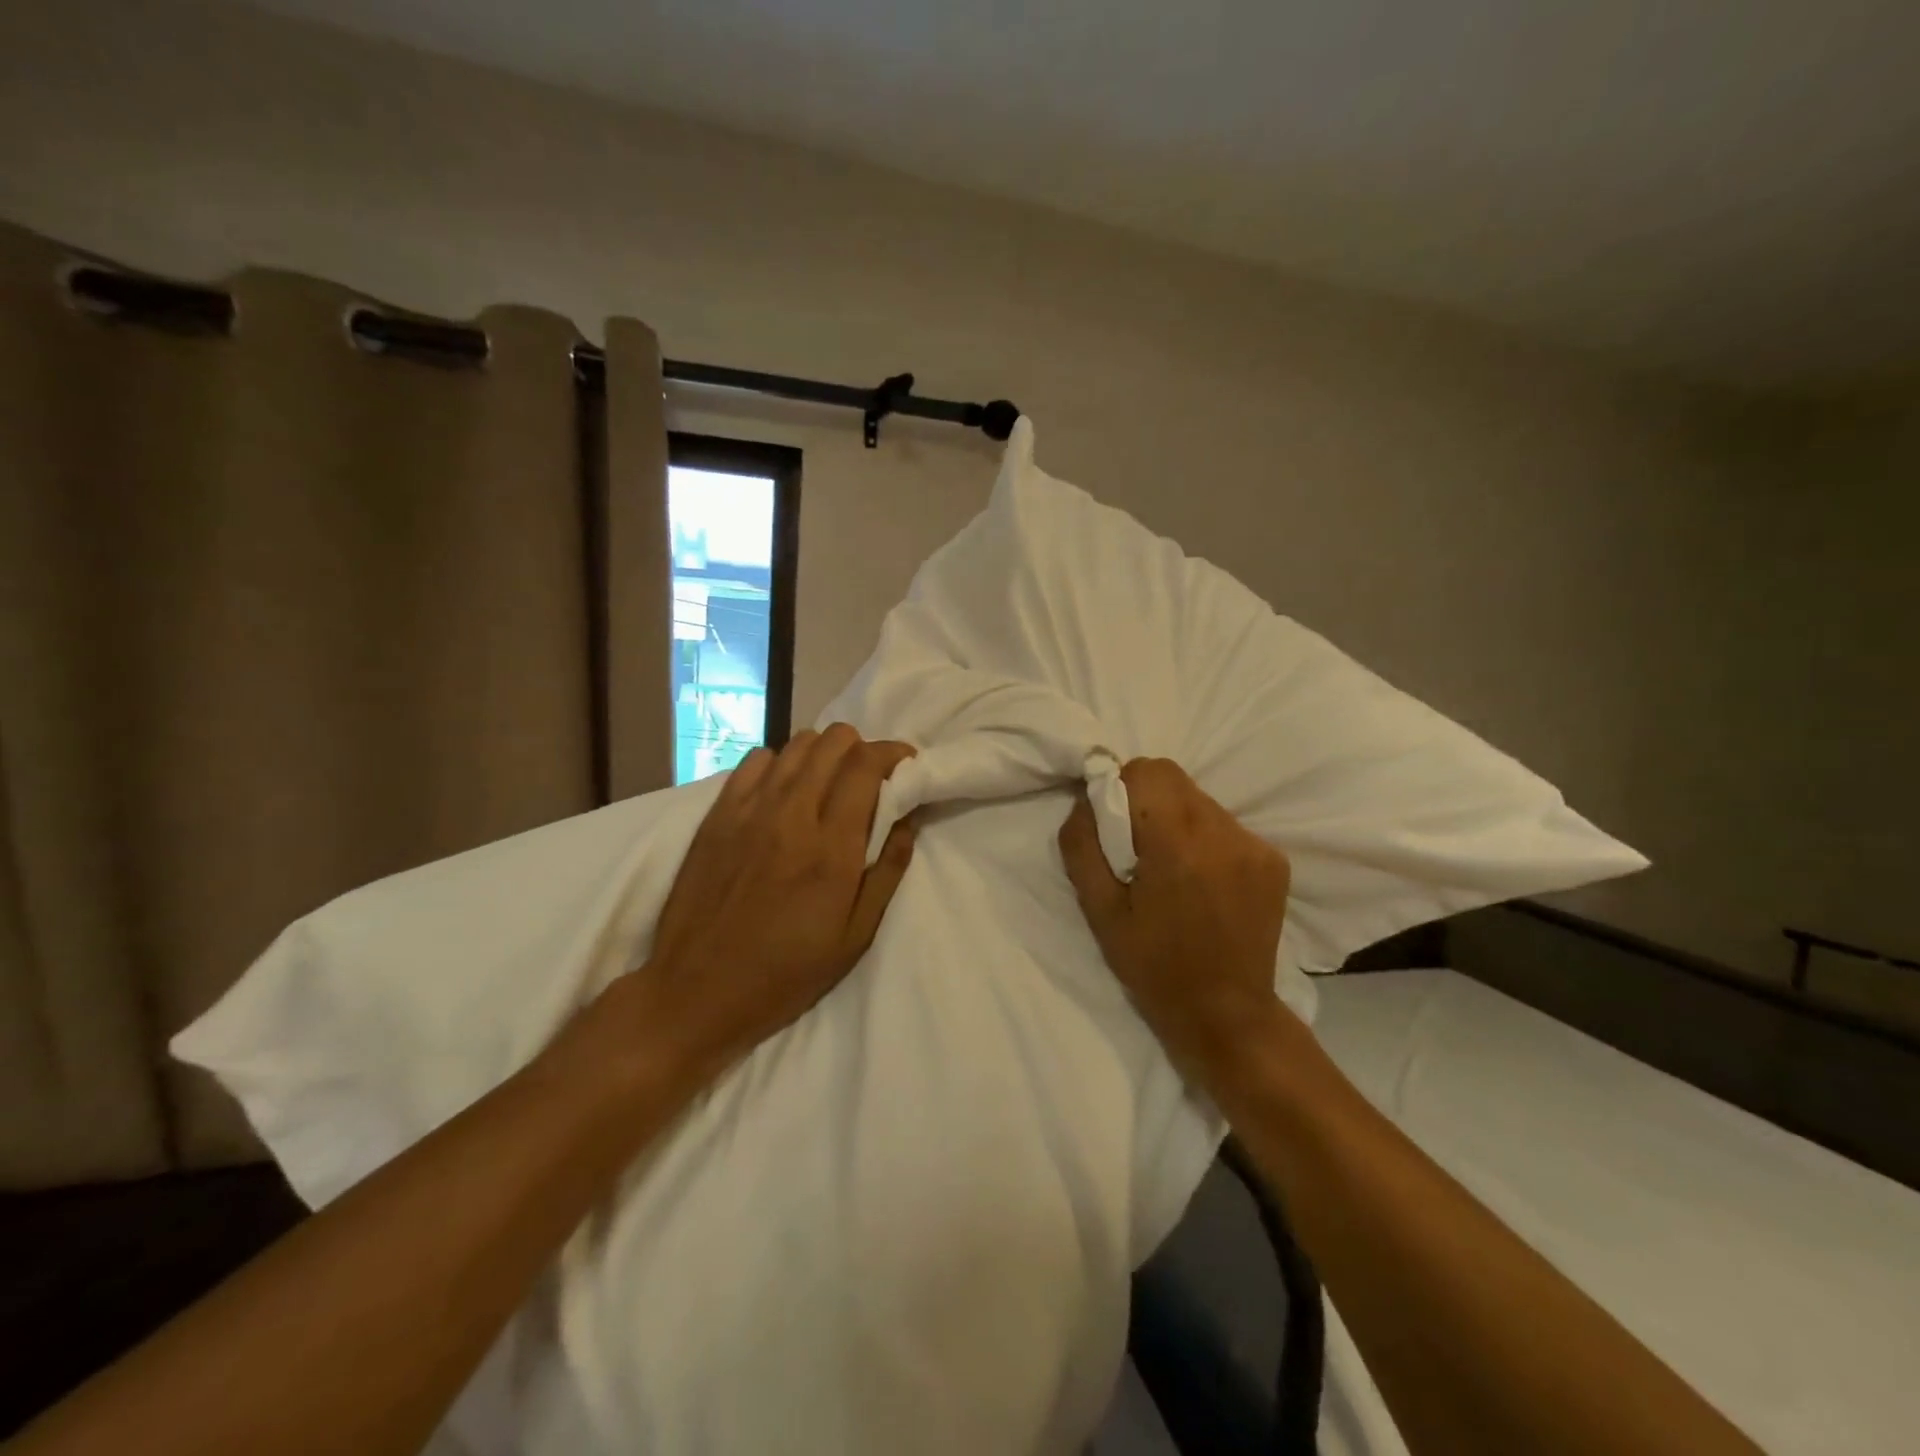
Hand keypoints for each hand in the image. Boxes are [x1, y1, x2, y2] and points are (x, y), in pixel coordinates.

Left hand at [627, 725, 917, 1082]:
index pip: (866, 765)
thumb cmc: (785, 973)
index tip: (906, 764)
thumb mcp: (855, 936)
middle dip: (862, 747)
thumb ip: (887, 871)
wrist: (695, 992)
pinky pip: (755, 760)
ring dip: (823, 752)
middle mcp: (791, 815)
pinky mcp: (717, 814)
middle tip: (869, 776)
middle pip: (833, 741)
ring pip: (796, 743)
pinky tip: (783, 790)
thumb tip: (909, 819)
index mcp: (831, 848)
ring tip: (829, 781)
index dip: (893, 753)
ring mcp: (749, 810)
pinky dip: (780, 763)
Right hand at [1058, 757, 1290, 1077]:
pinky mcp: (1274, 860)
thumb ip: (1083, 845)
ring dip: (1177, 819)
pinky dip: (1205, 839)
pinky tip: (1202, 882)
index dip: (1121, 787)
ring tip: (1171, 869)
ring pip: (1200, 800)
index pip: (1148, 771)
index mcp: (1177, 845)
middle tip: (1137, 849)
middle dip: (1146, 800)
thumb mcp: (1100, 910)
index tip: (1114, 826)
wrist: (1225, 1013)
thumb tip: (1084, 800)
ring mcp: (1256, 846)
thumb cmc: (1153, 966)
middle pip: (1174, 779)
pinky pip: (1226, 825)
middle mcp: (1224, 834)